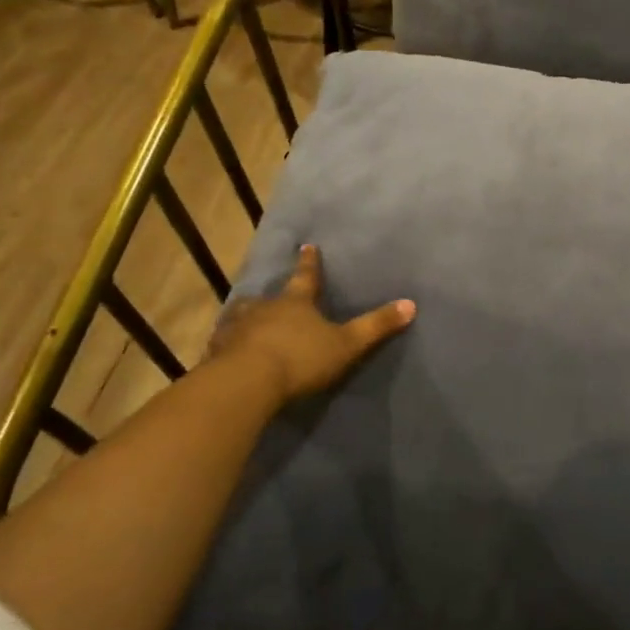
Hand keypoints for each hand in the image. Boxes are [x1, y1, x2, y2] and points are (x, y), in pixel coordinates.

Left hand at [207, 244, 414, 403]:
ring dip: (244, 318)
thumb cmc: (300, 358)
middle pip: (267, 297)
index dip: (309, 263)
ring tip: (245, 321)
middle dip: (270, 296)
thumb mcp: (346, 344)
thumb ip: (376, 326)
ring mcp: (236, 329)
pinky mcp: (217, 353)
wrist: (247, 382)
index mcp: (295, 303)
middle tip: (267, 296)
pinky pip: (223, 344)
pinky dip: (227, 345)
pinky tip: (225, 353)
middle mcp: (263, 309)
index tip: (307, 246)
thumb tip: (411, 304)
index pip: (306, 277)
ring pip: (240, 317)